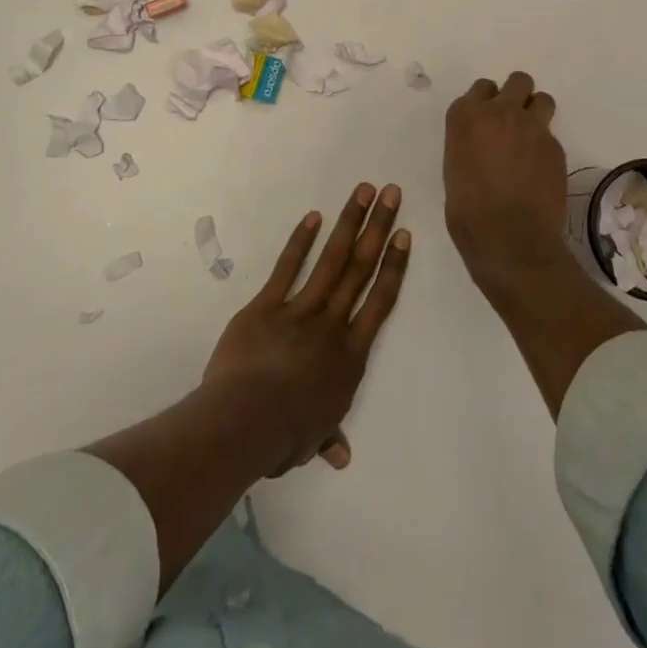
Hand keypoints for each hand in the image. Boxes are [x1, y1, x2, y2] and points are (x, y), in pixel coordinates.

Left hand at [202, 184, 409, 474]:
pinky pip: (287, 268)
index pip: (380, 302)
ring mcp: (300, 310)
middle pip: (361, 268)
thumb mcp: (311, 440)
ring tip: (363, 190)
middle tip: (391, 193)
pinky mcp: (267, 305)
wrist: (243, 423)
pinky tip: (313, 216)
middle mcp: (332, 324)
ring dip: (350, 222)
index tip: (403, 235)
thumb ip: (328, 437)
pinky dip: (301, 241)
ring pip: (332, 259)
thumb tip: (342, 457)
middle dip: (378, 227)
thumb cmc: (282, 436)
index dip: (393, 266)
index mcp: (350, 356)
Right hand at [444, 71, 571, 293]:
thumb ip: (470, 144)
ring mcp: (531, 127)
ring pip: (542, 99)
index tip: (488, 118)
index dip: (487, 101)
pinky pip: (551, 136)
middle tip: (514, 120)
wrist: (508, 237)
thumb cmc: (467, 211)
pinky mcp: (555, 147)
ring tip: (532, 138)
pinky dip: (546, 147)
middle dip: (518, 95)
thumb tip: (483, 147)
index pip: (482, 87)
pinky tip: (539, 171)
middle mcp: (500, 112)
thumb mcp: (455, 168)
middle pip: (518, 81)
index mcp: (466, 116)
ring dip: (537, 112)